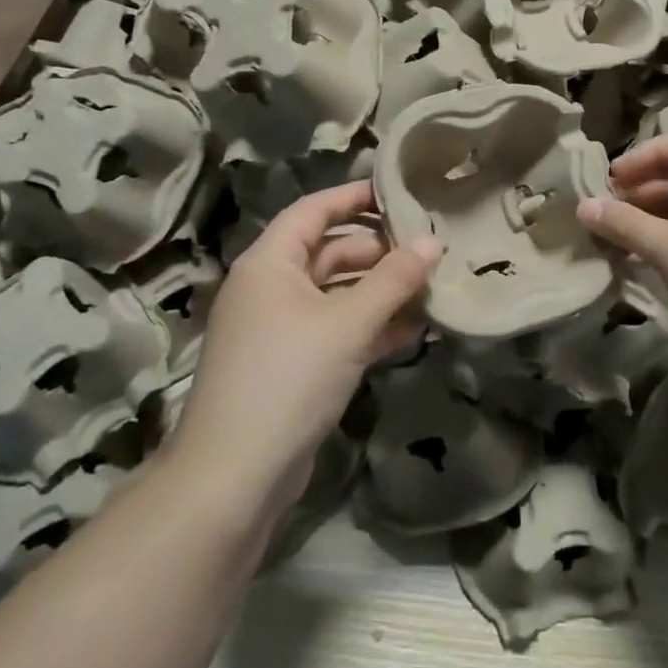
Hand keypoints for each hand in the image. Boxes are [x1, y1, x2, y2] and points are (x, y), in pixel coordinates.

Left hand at [172, 182, 439, 514]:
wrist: (235, 474)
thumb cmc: (288, 378)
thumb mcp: (347, 324)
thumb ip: (393, 280)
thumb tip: (433, 242)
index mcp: (269, 263)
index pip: (314, 210)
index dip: (354, 197)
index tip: (400, 192)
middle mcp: (270, 287)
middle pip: (329, 252)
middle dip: (378, 252)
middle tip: (429, 249)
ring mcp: (279, 328)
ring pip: (336, 294)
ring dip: (380, 293)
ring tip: (431, 289)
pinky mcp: (292, 365)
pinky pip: (335, 330)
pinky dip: (369, 327)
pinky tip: (413, 330)